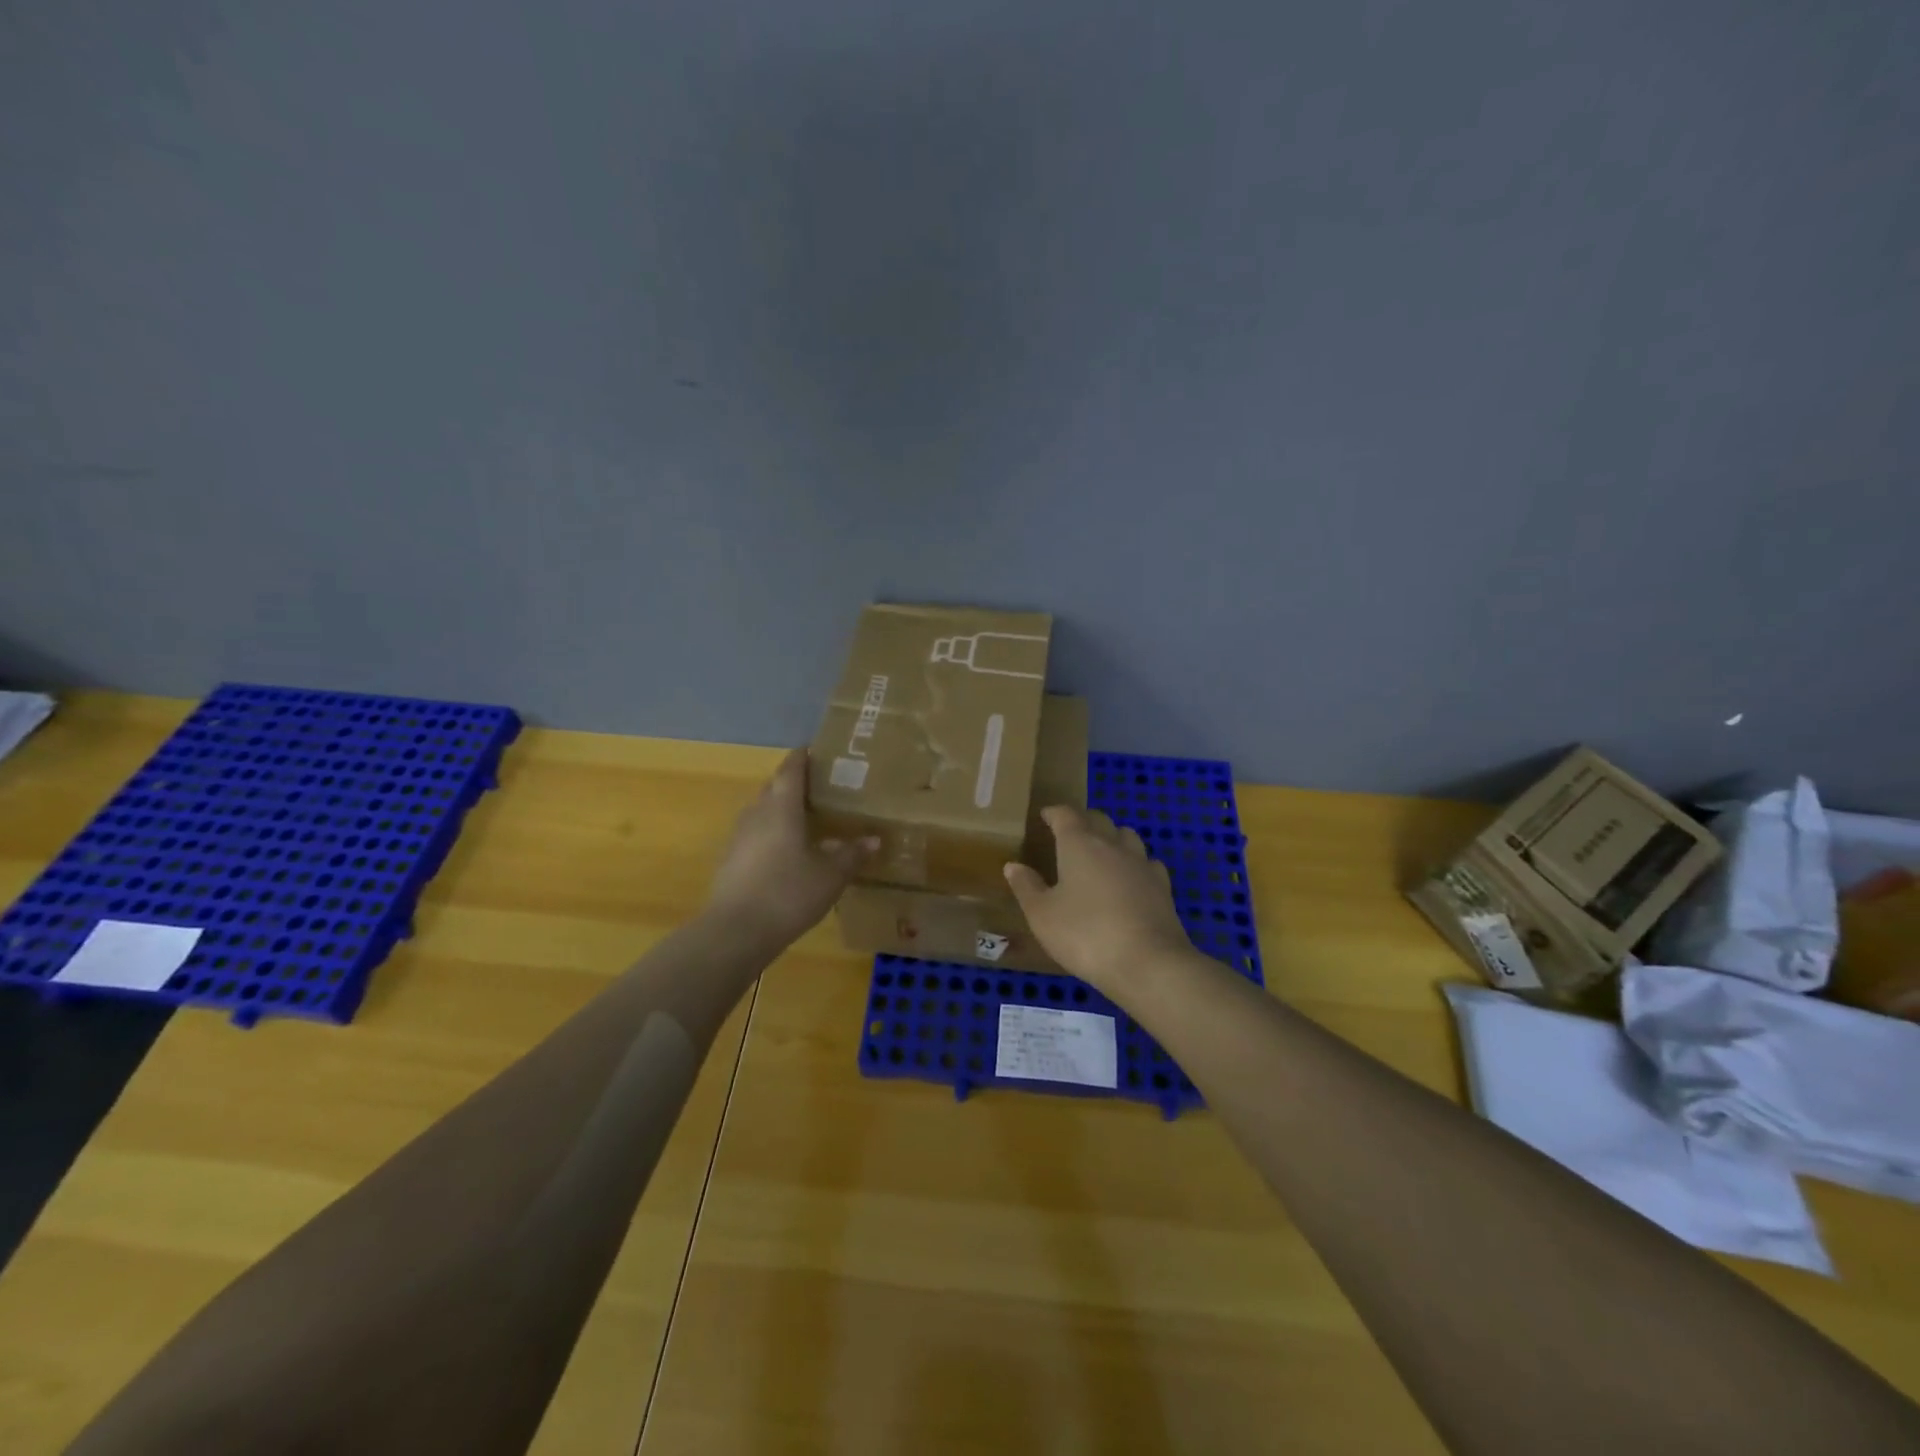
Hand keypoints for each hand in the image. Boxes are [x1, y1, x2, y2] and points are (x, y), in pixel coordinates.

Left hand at [706, 750, 877, 944]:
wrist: (735, 932)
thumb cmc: (788, 893)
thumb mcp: (830, 876)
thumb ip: (851, 855)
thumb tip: (874, 839)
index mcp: (781, 808)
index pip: (791, 770)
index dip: (802, 757)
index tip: (814, 749)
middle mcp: (757, 814)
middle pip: (773, 788)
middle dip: (793, 783)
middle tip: (819, 787)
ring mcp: (739, 838)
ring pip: (762, 812)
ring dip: (781, 810)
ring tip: (805, 819)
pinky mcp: (730, 861)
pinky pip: (754, 836)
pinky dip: (771, 835)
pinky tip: (786, 853)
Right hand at [1003, 806, 1192, 992]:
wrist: (1148, 963)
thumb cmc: (1085, 934)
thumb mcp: (1042, 915)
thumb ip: (1026, 887)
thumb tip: (1013, 865)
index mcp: (1079, 844)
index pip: (1065, 815)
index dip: (1054, 813)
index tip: (1045, 816)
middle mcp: (1112, 844)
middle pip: (1098, 819)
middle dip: (1083, 821)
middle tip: (1070, 834)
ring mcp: (1142, 863)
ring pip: (1126, 836)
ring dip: (1112, 837)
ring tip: (1101, 852)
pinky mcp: (1163, 886)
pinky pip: (1147, 862)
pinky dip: (1135, 864)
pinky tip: (1131, 879)